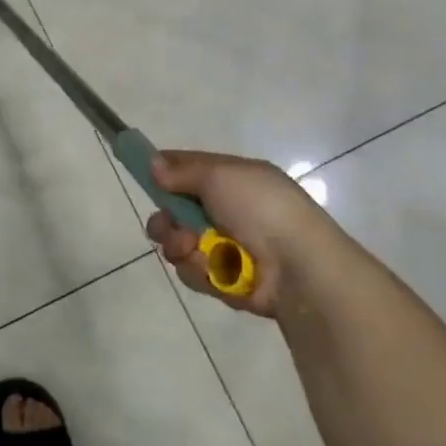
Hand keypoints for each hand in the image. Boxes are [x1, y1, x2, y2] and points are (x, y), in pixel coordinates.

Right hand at [145, 149, 339, 318]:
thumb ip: (182, 170)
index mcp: (233, 180)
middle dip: (165, 220)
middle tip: (165, 226)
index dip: (164, 172)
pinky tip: (213, 269)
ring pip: (180, 244)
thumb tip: (153, 165)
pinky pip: (194, 272)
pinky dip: (200, 270)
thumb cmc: (261, 208)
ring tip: (193, 249)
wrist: (300, 267)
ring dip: (180, 246)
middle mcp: (229, 211)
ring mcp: (228, 247)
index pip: (189, 170)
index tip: (145, 177)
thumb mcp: (220, 175)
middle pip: (176, 212)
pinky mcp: (227, 280)